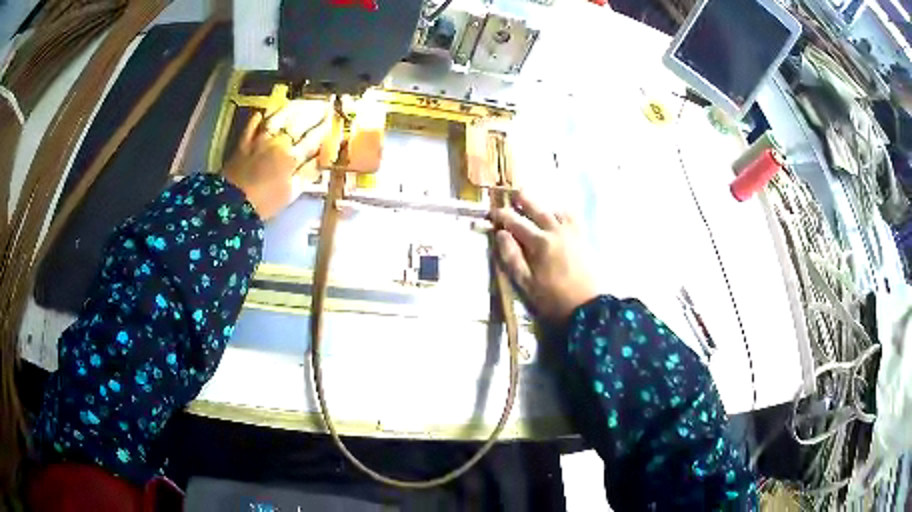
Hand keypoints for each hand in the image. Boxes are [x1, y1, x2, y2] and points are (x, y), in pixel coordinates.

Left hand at [222, 102, 327, 219]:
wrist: (231, 204)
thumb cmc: (264, 202)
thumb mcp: (290, 193)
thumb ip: (307, 174)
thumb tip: (321, 160)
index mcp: (292, 157)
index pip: (313, 138)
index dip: (323, 127)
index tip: (331, 117)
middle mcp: (277, 143)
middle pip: (298, 122)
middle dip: (312, 112)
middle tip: (322, 104)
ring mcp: (259, 140)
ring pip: (277, 118)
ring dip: (290, 108)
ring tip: (299, 102)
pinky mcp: (242, 143)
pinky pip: (251, 125)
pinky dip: (258, 118)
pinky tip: (263, 113)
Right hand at [492, 192, 597, 324]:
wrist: (586, 308)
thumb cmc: (552, 299)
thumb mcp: (525, 283)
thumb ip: (512, 257)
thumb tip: (501, 234)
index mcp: (539, 242)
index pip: (516, 222)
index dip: (502, 215)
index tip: (492, 212)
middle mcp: (555, 231)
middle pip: (537, 208)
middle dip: (523, 199)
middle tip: (513, 193)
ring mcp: (571, 233)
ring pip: (555, 209)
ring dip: (543, 205)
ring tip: (534, 206)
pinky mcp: (582, 238)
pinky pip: (572, 217)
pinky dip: (561, 212)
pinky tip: (557, 218)